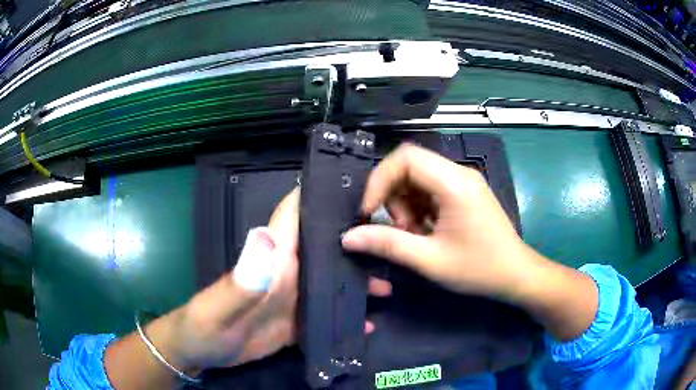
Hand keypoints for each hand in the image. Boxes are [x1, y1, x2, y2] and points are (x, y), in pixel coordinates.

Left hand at [162, 188, 390, 371]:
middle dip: (355, 240)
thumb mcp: (221, 305)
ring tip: (387, 285)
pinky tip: (367, 323)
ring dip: (357, 282)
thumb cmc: (205, 323)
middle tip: (392, 240)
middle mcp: (288, 274)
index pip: (295, 214)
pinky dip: (346, 318)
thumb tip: (268, 240)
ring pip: (331, 282)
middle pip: (325, 248)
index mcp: (273, 259)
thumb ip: (245, 279)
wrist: (202, 352)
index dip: (319, 194)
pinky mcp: (295, 324)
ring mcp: (293, 300)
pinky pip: (327, 316)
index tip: (356, 186)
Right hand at [341, 144, 597, 340]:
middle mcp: (459, 173)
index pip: (405, 157)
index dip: (379, 180)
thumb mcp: (430, 260)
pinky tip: (427, 233)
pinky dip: (419, 209)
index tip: (370, 212)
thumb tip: (349, 237)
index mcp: (454, 183)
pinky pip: (430, 190)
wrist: (517, 275)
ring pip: (418, 179)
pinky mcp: (465, 193)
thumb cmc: (479, 269)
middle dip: (393, 197)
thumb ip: (388, 245)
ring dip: (406, 205)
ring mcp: (464, 182)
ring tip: (416, 236)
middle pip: (410, 166)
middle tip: (400, 230)